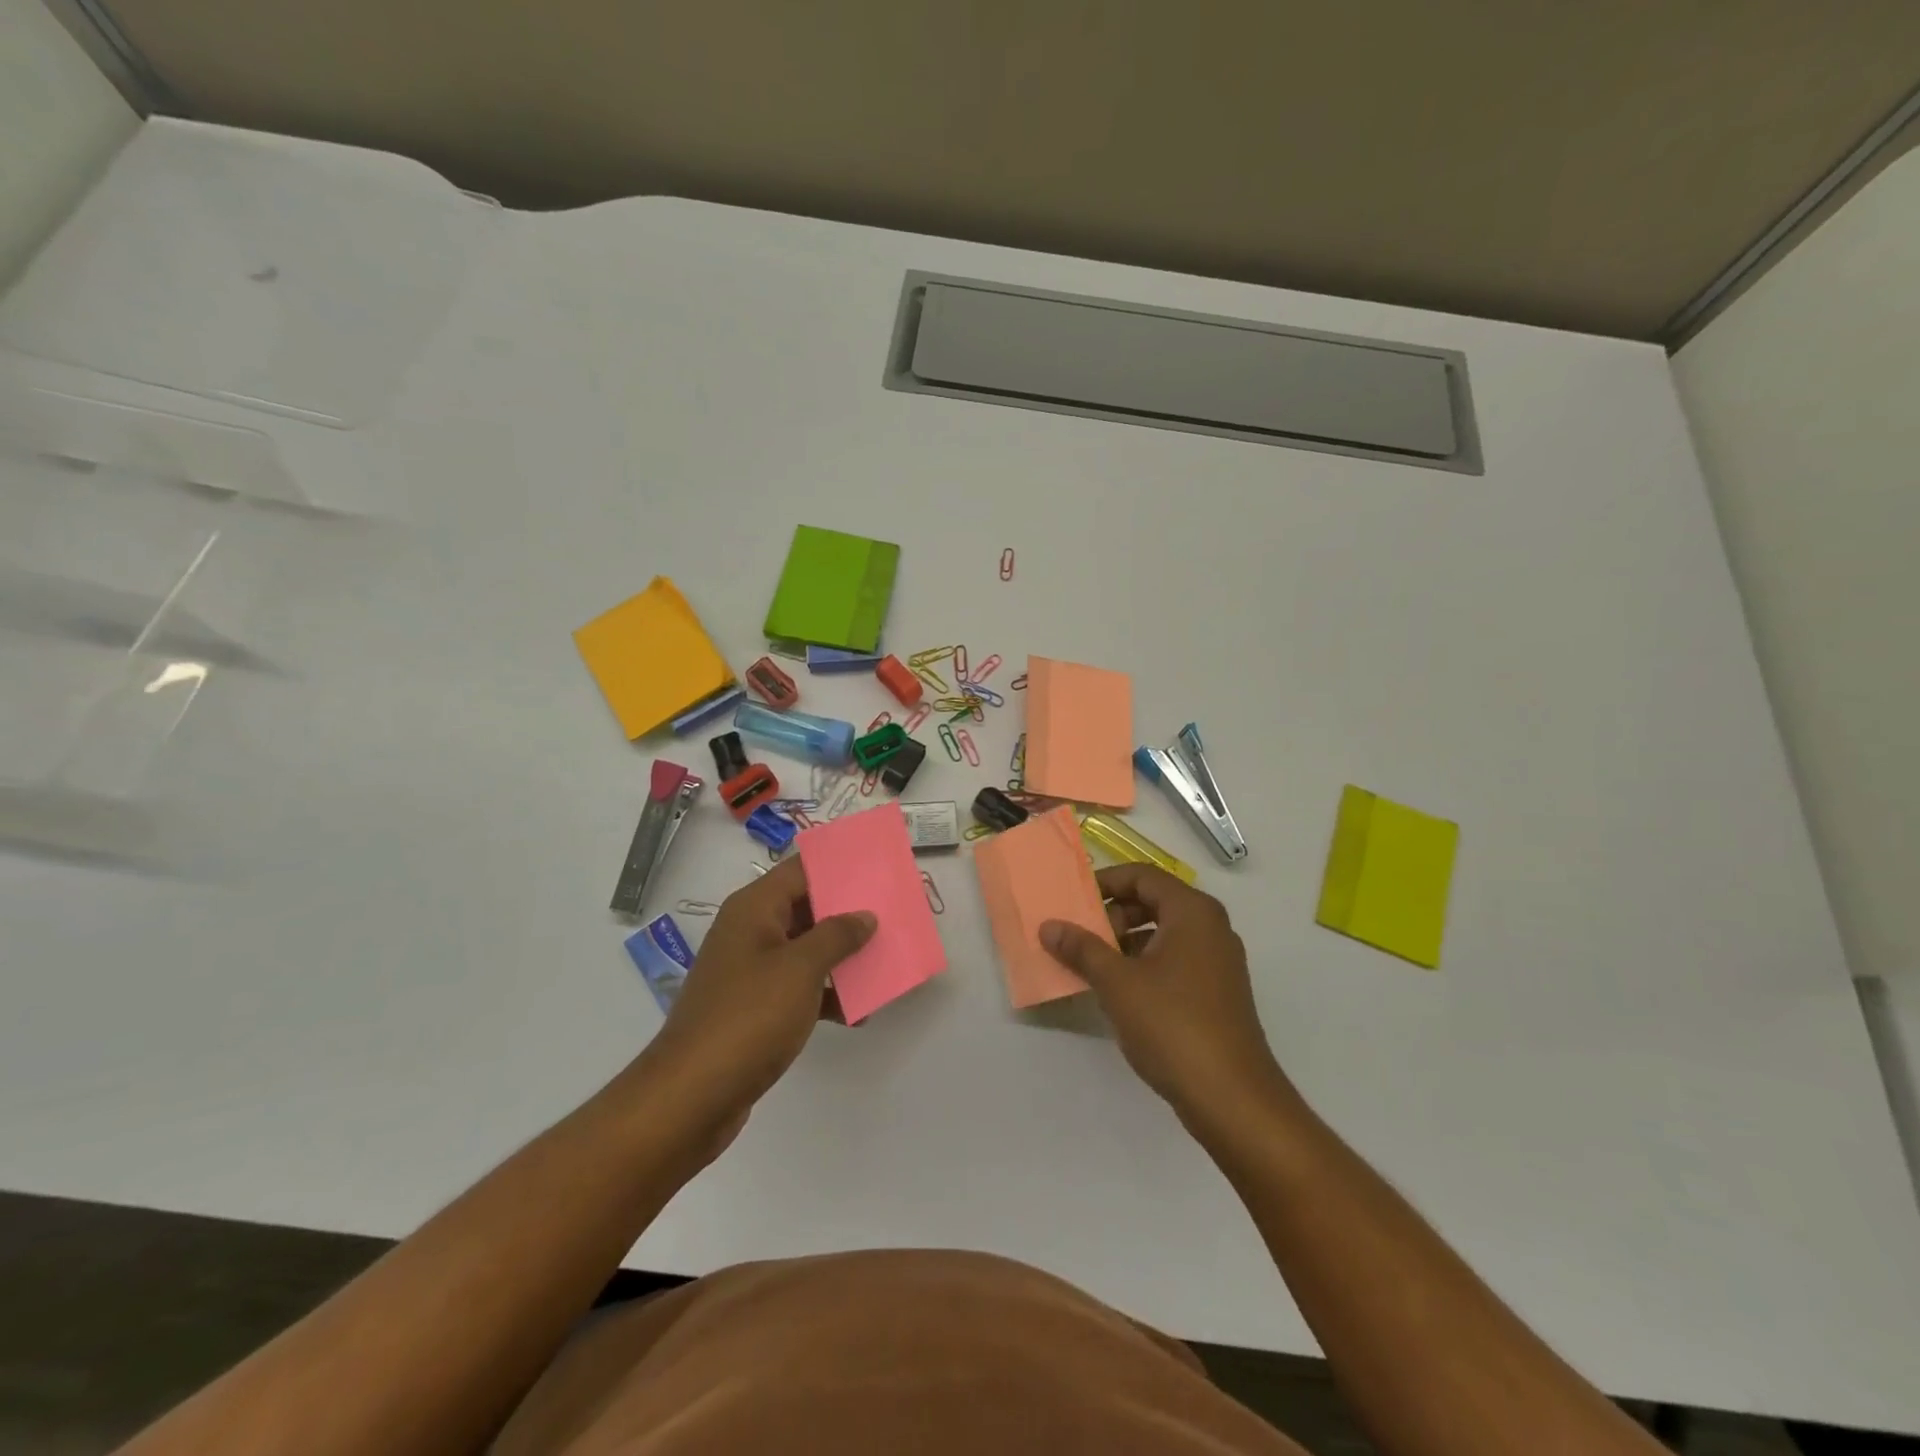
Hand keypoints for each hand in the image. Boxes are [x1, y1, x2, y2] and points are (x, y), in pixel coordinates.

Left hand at [640, 856, 872, 1143]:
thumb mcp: (800, 968)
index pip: (801, 870)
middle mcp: (750, 932)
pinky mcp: (755, 1008)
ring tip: (885, 959)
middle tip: (892, 913)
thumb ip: (837, 935)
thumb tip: (864, 915)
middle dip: (848, 912)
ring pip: (806, 949)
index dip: (839, 866)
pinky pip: (799, 987)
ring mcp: (751, 971)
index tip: (878, 868)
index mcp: (754, 909)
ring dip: (842, 956)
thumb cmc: (748, 1017)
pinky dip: (826, 994)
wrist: (691, 1096)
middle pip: (806, 907)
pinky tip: (859, 1012)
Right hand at [1041, 865, 1286, 1128]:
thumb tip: (1049, 926)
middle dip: (1113, 915)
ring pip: (1163, 933)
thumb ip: (1081, 948)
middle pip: (1154, 901)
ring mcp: (1218, 962)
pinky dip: (1144, 964)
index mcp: (1192, 911)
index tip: (1073, 902)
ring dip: (1125, 942)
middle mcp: (1210, 927)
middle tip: (1081, 937)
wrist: (1232, 1097)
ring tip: (1092, 966)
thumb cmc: (1172, 1024)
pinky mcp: (1217, 992)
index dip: (1104, 883)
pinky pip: (1174, 960)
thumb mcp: (1117, 982)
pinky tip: (1119, 992)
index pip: (1142, 876)